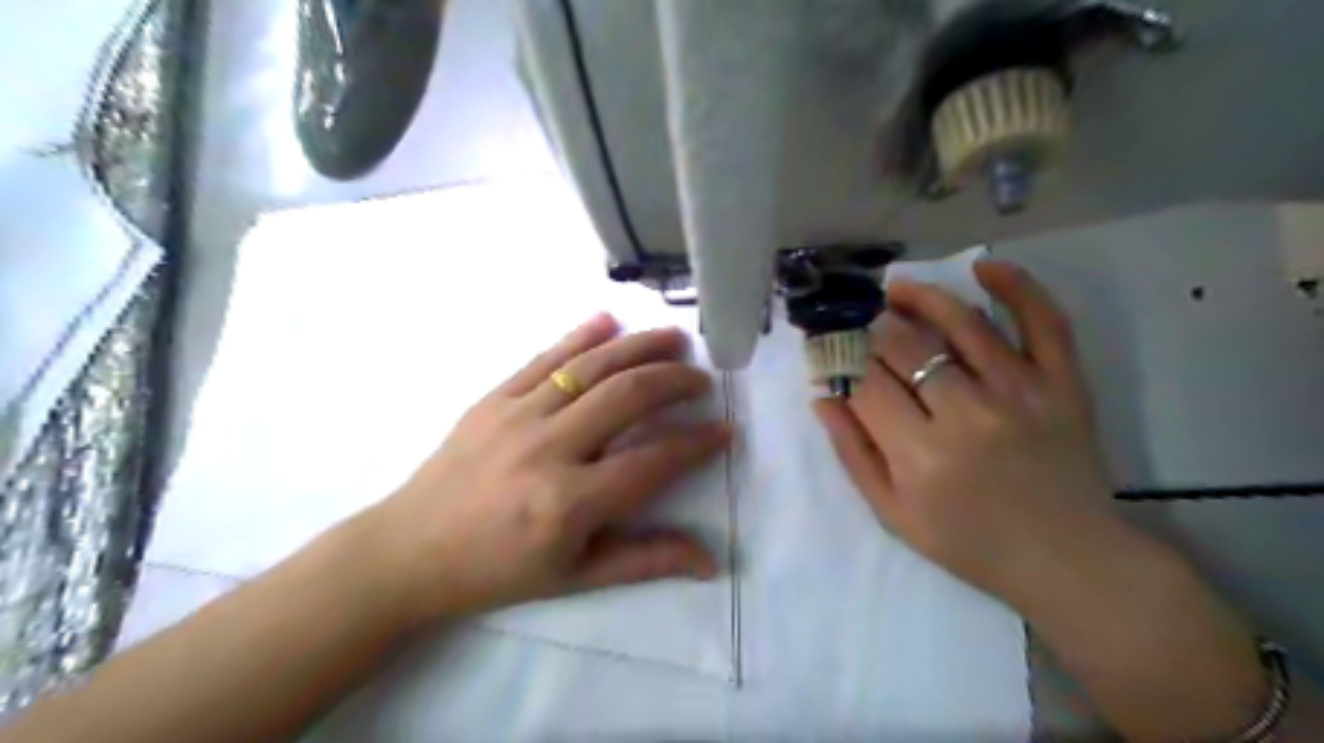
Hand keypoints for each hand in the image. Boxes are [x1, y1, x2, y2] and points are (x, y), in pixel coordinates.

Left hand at [361, 313, 722, 627]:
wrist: (410, 550)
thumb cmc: (498, 571)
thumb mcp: (576, 578)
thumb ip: (646, 561)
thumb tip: (711, 561)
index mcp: (569, 502)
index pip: (652, 460)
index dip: (696, 444)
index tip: (723, 431)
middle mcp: (547, 448)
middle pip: (626, 396)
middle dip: (674, 381)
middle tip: (701, 380)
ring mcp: (516, 415)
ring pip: (590, 366)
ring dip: (639, 346)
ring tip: (675, 338)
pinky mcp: (493, 397)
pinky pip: (543, 357)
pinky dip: (580, 335)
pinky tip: (609, 321)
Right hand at [818, 262, 1113, 602]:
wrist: (1068, 560)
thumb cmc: (969, 543)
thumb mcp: (893, 513)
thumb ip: (853, 453)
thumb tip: (823, 396)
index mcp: (920, 454)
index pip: (865, 383)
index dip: (839, 359)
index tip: (827, 349)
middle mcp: (967, 413)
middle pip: (903, 346)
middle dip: (869, 328)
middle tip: (857, 324)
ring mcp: (1020, 392)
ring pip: (960, 322)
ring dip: (919, 297)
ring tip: (894, 290)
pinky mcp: (1063, 383)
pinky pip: (1043, 321)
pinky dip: (1017, 286)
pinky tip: (984, 266)